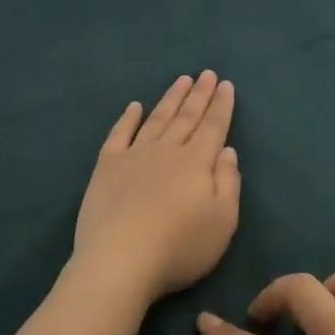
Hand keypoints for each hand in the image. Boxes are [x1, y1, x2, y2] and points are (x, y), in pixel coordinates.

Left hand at [72, 72, 240, 301]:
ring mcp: (134, 155)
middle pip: (186, 117)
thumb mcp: (222, 221)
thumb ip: (228, 182)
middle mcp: (166, 150)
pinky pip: (119, 134)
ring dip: (170, 99)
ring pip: (157, 119)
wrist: (120, 260)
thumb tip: (226, 150)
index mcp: (196, 162)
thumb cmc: (179, 246)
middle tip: (206, 73)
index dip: (221, 105)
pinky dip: (128, 118)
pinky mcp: (106, 166)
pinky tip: (134, 106)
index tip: (225, 84)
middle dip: (199, 94)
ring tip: (181, 80)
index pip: (213, 127)